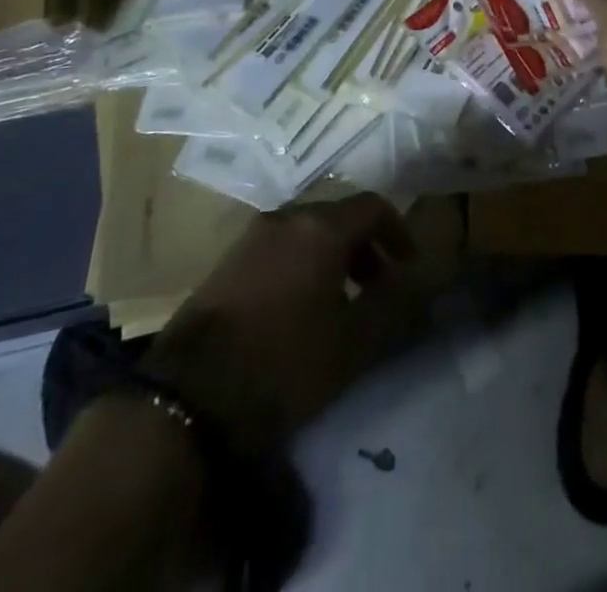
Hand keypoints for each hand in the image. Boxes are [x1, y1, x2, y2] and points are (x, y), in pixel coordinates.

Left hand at [141, 195, 419, 454]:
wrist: (185, 400)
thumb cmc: (282, 364)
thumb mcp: (352, 342)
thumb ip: (394, 303)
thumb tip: (421, 278)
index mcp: (321, 227)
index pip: (374, 207)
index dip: (400, 233)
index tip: (409, 270)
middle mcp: (288, 218)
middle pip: (340, 215)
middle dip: (367, 246)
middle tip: (379, 289)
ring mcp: (252, 237)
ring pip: (309, 231)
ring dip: (335, 256)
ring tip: (341, 304)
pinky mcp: (227, 262)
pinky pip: (281, 247)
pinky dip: (303, 264)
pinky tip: (300, 310)